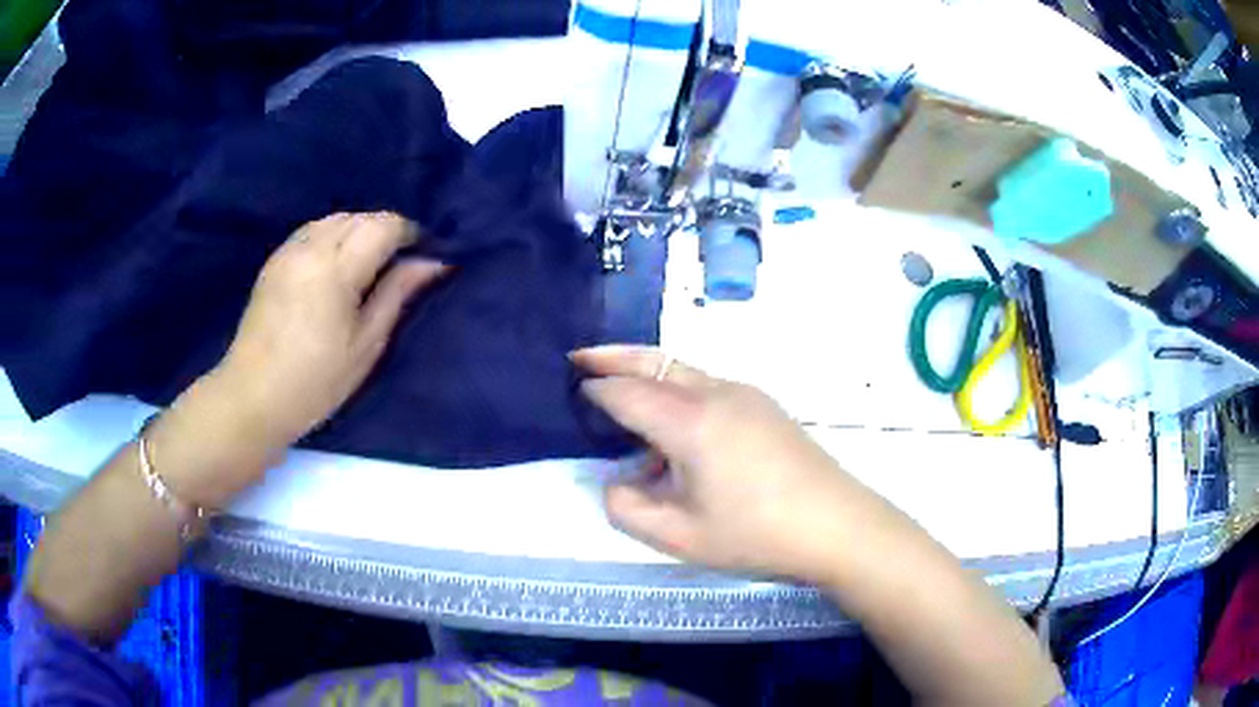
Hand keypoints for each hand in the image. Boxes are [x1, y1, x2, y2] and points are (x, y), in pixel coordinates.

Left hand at [215, 212, 449, 448]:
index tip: (422, 255)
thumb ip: (398, 294)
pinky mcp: (274, 261)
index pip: (383, 225)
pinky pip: (312, 230)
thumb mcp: (366, 344)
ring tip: (366, 264)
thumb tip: (433, 262)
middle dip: (384, 230)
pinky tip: (334, 265)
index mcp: (337, 268)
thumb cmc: (316, 381)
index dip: (409, 233)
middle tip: (396, 264)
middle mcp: (311, 247)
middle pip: (359, 216)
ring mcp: (288, 251)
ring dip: (357, 230)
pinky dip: (332, 236)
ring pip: (334, 219)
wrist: (254, 396)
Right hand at [573, 346, 870, 582]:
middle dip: (613, 356)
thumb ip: (629, 509)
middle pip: (655, 362)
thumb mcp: (680, 536)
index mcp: (691, 422)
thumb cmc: (756, 534)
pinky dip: (676, 391)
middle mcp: (716, 394)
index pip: (627, 393)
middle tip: (580, 357)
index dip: (596, 390)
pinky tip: (675, 431)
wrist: (836, 525)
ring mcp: (745, 394)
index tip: (572, 389)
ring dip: (647, 374)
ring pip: (682, 370)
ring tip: (622, 394)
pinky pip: (706, 386)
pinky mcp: (763, 405)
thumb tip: (615, 482)